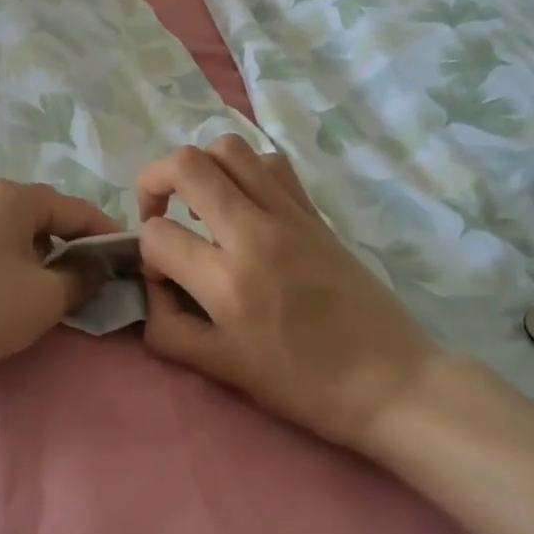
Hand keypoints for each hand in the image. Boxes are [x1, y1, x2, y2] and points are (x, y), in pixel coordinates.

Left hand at [0, 179, 122, 388]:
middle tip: (87, 283)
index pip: (78, 209)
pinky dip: (6, 267)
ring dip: (37, 259)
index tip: (126, 263)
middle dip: (70, 248)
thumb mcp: (45, 298)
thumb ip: (82, 278)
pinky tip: (2, 297)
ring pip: (12, 234)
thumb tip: (95, 268)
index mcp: (15, 196)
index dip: (107, 236)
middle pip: (43, 218)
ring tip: (46, 294)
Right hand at [136, 137, 449, 453]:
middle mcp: (254, 232)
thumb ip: (170, 329)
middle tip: (157, 213)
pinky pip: (272, 164)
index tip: (161, 276)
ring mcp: (289, 215)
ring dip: (200, 167)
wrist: (389, 380)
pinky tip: (244, 204)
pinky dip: (245, 170)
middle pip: (187, 165)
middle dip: (153, 181)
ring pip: (230, 148)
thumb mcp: (224, 370)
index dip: (144, 252)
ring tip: (199, 203)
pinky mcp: (315, 212)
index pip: (158, 235)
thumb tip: (150, 289)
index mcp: (227, 281)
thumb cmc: (304, 385)